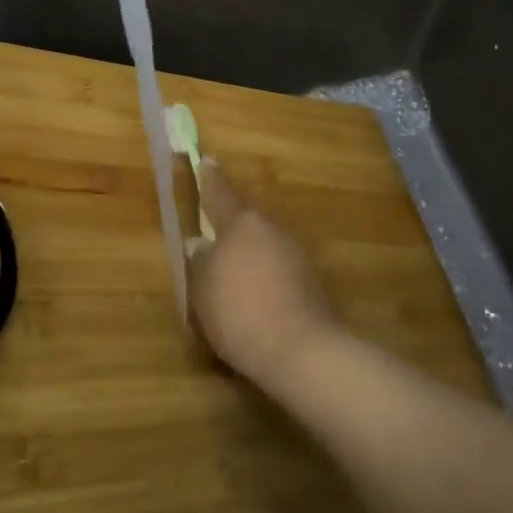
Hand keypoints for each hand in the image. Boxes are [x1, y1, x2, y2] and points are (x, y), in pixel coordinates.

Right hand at [185, 159, 338, 386]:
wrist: (301, 351)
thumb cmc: (240, 312)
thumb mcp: (203, 289)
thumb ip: (200, 262)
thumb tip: (200, 245)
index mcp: (241, 223)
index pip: (220, 192)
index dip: (210, 178)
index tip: (207, 160)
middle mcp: (271, 229)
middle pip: (246, 217)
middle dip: (231, 221)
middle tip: (214, 227)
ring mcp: (296, 253)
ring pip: (265, 242)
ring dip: (250, 250)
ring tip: (234, 269)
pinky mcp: (312, 281)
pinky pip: (279, 265)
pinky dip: (266, 272)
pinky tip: (257, 293)